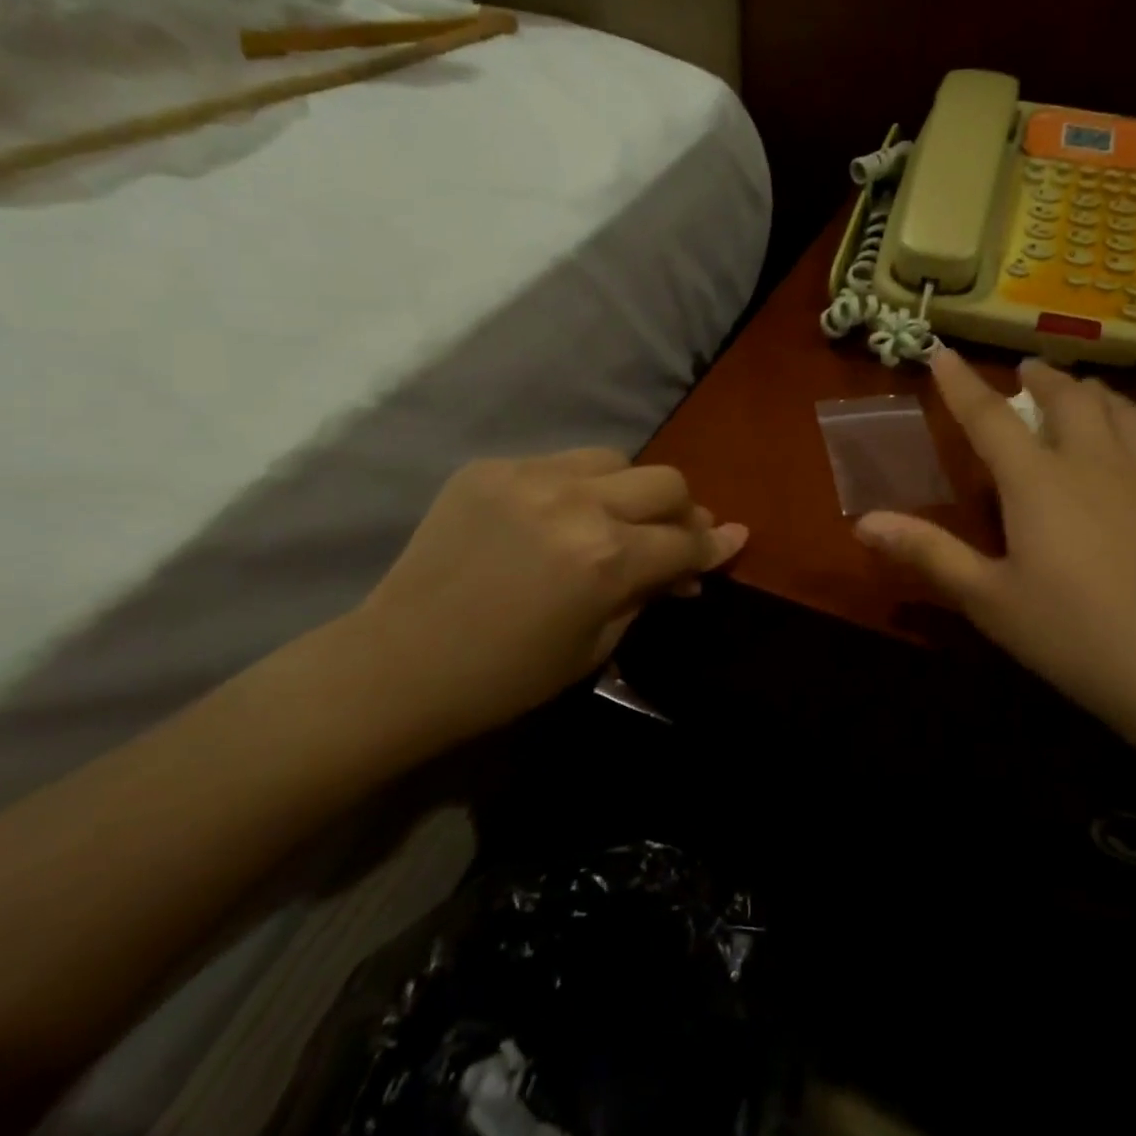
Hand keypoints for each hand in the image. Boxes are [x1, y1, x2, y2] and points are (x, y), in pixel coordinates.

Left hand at [339, 449, 745, 752]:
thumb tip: (690, 568)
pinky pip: (558, 463)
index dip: (715, 545)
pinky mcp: (491, 468)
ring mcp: (530, 477)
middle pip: (664, 482)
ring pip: (615, 459)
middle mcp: (578, 504)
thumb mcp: (595, 646)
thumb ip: (648, 594)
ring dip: (630, 489)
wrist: (400, 662)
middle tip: (675, 536)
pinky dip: (576, 487)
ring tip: (617, 518)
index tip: (734, 538)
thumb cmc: (506, 676)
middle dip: (682, 511)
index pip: (685, 540)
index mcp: (606, 559)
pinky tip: (558, 517)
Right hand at [854, 352, 1135, 775]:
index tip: (942, 352)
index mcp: (1038, 482)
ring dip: (1091, 393)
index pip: (989, 416)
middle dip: (1040, 377)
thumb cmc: (1076, 637)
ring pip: (1119, 408)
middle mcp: (1094, 461)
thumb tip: (863, 521)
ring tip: (1080, 394)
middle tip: (1027, 372)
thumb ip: (928, 553)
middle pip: (1066, 397)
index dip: (961, 382)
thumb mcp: (989, 601)